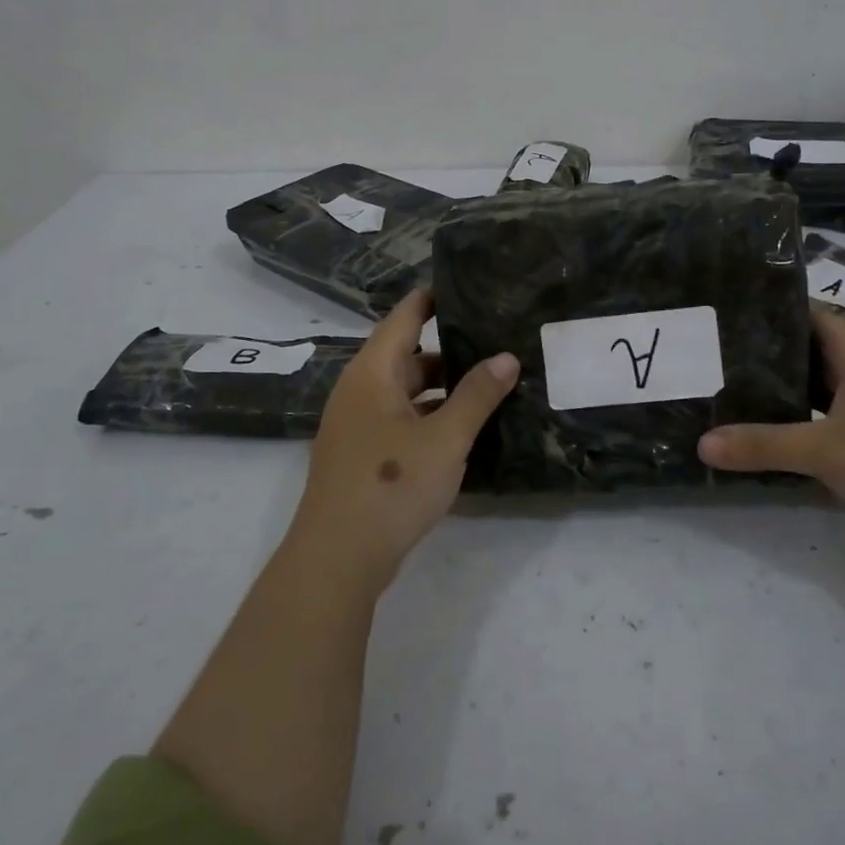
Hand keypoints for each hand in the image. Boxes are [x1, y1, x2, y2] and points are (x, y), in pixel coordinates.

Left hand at [290, 290, 519, 589]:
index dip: (432, 299)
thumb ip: (478, 395)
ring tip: (489, 383)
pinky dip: (430, 416)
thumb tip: (507, 356)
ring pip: (405, 392)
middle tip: (495, 340)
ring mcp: (357, 426)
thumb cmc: (391, 485)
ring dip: (442, 387)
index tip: (466, 286)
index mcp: (372, 374)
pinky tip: (463, 429)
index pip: (404, 318)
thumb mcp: (446, 437)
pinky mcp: (362, 456)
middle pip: (406, 356)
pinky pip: (401, 420)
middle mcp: (360, 392)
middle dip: (449, 349)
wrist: (338, 558)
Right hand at [698, 305, 844, 552]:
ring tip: (730, 392)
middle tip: (713, 358)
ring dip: (783, 392)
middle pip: (807, 350)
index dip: (766, 311)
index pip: (805, 313)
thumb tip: (702, 444)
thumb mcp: (826, 449)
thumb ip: (763, 445)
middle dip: (764, 355)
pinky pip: (829, 417)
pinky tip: (768, 432)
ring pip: (818, 387)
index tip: (722, 315)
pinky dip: (802, 421)